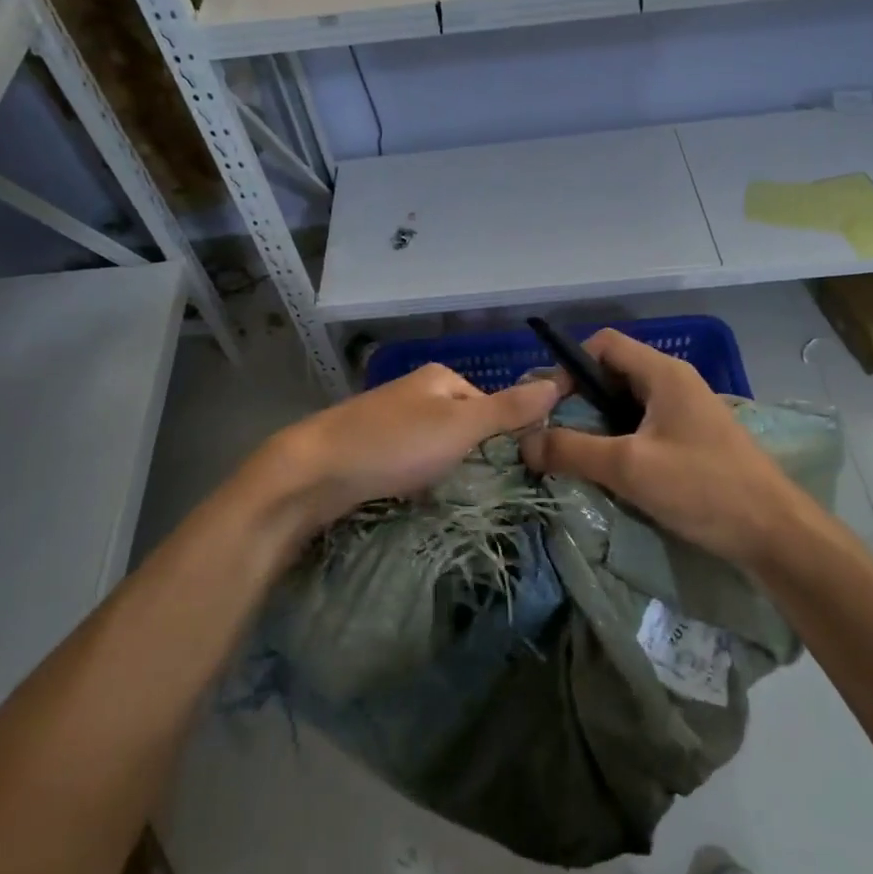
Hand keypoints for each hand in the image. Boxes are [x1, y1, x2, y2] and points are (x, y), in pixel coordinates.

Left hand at [248, 364, 560, 537]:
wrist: (313, 472)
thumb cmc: (395, 444)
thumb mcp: (461, 425)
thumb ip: (509, 408)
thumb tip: (559, 381)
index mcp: (439, 377)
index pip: (490, 402)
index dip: (502, 434)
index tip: (509, 469)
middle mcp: (415, 391)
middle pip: (463, 424)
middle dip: (470, 455)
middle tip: (476, 486)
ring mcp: (389, 419)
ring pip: (436, 445)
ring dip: (444, 470)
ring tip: (446, 495)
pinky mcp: (369, 448)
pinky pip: (409, 461)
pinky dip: (417, 478)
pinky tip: (414, 496)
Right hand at [519, 330, 812, 569]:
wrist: (775, 533)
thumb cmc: (703, 487)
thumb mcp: (629, 468)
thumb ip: (572, 450)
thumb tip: (524, 443)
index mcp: (663, 372)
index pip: (603, 344)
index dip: (570, 366)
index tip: (550, 406)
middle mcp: (675, 382)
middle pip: (613, 374)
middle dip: (580, 401)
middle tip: (555, 436)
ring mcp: (687, 412)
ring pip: (628, 404)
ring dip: (600, 426)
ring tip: (579, 458)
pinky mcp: (694, 440)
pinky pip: (646, 427)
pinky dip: (623, 442)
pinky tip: (614, 474)